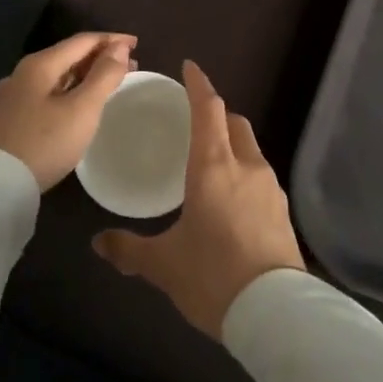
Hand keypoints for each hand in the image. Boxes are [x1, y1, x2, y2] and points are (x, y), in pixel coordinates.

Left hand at [0, 33, 136, 189]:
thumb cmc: (44, 143)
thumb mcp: (82, 109)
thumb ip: (104, 76)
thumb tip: (120, 47)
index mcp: (40, 64)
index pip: (82, 41)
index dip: (111, 40)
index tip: (136, 44)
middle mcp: (22, 73)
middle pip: (68, 56)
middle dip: (100, 58)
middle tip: (130, 66)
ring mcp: (12, 96)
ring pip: (57, 76)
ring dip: (85, 75)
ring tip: (109, 84)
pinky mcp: (9, 118)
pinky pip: (47, 93)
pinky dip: (70, 91)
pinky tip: (78, 104)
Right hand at [92, 60, 304, 338]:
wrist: (275, 313)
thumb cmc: (213, 277)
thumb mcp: (163, 265)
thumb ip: (129, 250)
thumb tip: (98, 243)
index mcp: (213, 166)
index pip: (208, 110)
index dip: (199, 85)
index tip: (190, 68)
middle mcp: (246, 167)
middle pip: (235, 123)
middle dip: (217, 113)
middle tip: (196, 120)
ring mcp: (270, 189)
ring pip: (251, 149)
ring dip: (233, 144)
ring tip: (212, 162)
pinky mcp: (283, 213)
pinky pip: (261, 177)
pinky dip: (245, 172)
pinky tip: (233, 199)